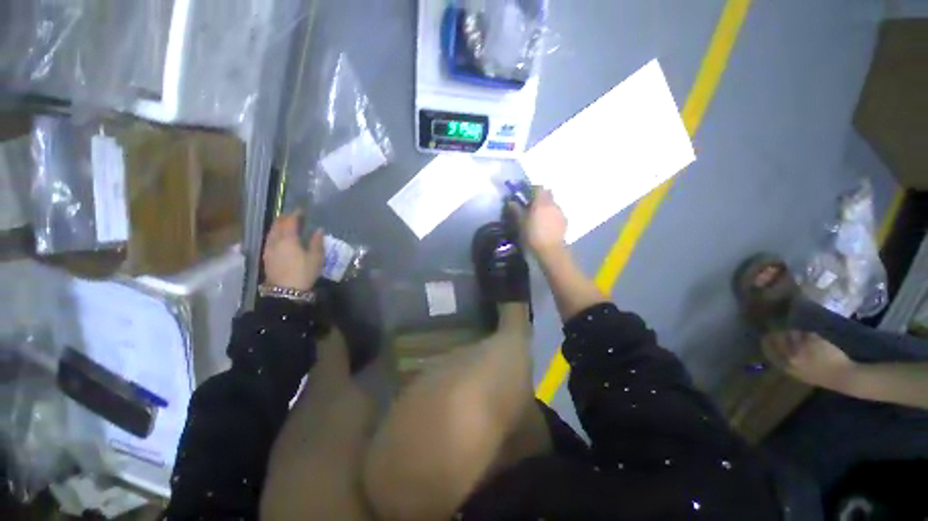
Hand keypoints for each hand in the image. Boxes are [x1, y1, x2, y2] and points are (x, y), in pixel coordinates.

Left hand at [262, 212, 323, 291]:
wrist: (286, 291)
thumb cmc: (304, 273)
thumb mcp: (316, 258)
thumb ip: (317, 242)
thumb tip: (318, 230)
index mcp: (288, 239)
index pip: (290, 221)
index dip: (295, 214)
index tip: (301, 210)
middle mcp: (275, 241)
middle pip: (277, 225)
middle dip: (285, 218)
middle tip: (293, 216)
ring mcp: (269, 249)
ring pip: (271, 232)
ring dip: (278, 225)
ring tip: (285, 224)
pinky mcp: (266, 256)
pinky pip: (269, 239)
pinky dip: (275, 234)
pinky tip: (279, 238)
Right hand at [511, 187, 566, 256]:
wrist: (550, 251)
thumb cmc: (532, 235)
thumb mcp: (520, 223)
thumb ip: (516, 210)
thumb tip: (511, 202)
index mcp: (541, 202)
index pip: (538, 188)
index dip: (531, 190)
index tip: (525, 196)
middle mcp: (553, 204)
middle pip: (547, 195)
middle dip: (540, 198)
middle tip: (531, 207)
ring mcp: (560, 213)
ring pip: (552, 205)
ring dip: (546, 208)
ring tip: (538, 219)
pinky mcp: (565, 223)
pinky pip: (557, 215)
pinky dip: (551, 217)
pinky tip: (546, 226)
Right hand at [761, 331, 857, 390]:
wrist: (843, 377)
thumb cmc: (821, 376)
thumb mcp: (799, 373)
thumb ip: (786, 361)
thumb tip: (771, 347)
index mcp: (786, 366)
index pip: (769, 350)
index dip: (767, 342)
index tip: (767, 337)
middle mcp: (791, 356)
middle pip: (778, 339)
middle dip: (780, 334)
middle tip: (786, 333)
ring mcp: (803, 348)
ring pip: (792, 334)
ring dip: (797, 334)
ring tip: (805, 339)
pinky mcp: (813, 341)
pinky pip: (807, 334)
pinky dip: (810, 335)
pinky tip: (816, 340)